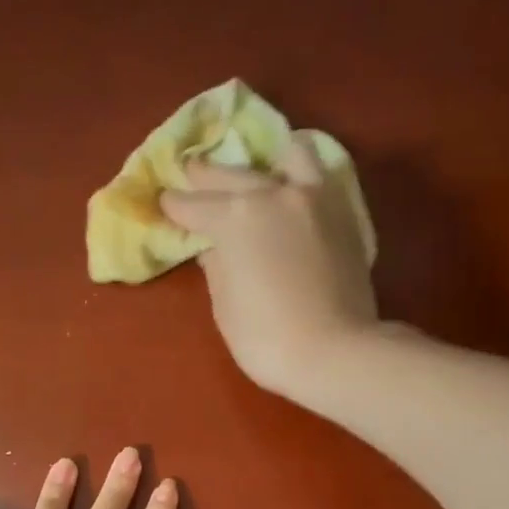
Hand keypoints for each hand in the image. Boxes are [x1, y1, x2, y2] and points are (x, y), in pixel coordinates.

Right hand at [159, 133, 378, 395]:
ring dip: (266, 161)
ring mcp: (314, 198)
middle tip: (190, 173)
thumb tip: (215, 247)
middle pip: (233, 174)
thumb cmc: (266, 338)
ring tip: (257, 169)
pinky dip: (301, 176)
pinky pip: (320, 176)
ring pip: (288, 156)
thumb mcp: (225, 306)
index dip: (175, 206)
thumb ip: (216, 266)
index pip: (194, 205)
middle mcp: (274, 194)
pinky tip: (294, 187)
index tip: (164, 202)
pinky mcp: (344, 214)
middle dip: (207, 176)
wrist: (334, 352)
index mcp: (235, 217)